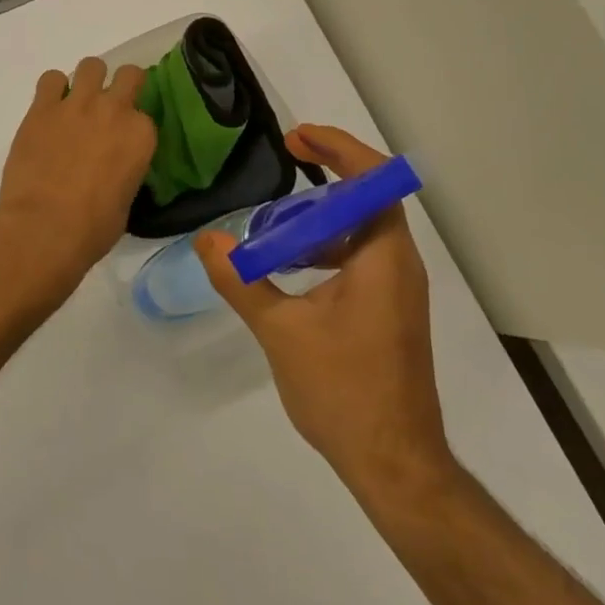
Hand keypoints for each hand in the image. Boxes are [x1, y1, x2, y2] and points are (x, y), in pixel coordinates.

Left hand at [0, 57, 156, 304]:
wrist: (44, 227)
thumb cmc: (92, 228)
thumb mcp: (126, 201)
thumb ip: (126, 172)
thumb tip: (114, 170)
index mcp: (141, 135)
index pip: (145, 115)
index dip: (133, 126)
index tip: (123, 139)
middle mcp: (114, 110)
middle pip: (128, 74)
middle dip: (122, 85)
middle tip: (108, 106)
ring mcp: (77, 104)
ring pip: (91, 66)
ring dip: (88, 80)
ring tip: (77, 102)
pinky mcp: (42, 107)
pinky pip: (51, 79)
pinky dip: (52, 89)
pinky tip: (49, 108)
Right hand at [196, 124, 454, 496]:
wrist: (396, 466)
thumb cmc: (345, 392)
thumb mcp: (281, 332)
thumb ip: (241, 281)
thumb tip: (206, 240)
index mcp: (383, 258)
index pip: (373, 180)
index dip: (339, 148)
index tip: (298, 138)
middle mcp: (399, 265)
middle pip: (369, 197)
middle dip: (329, 171)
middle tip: (288, 157)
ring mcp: (397, 290)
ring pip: (362, 230)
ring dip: (323, 214)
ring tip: (276, 218)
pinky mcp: (389, 312)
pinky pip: (360, 258)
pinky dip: (326, 246)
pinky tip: (289, 266)